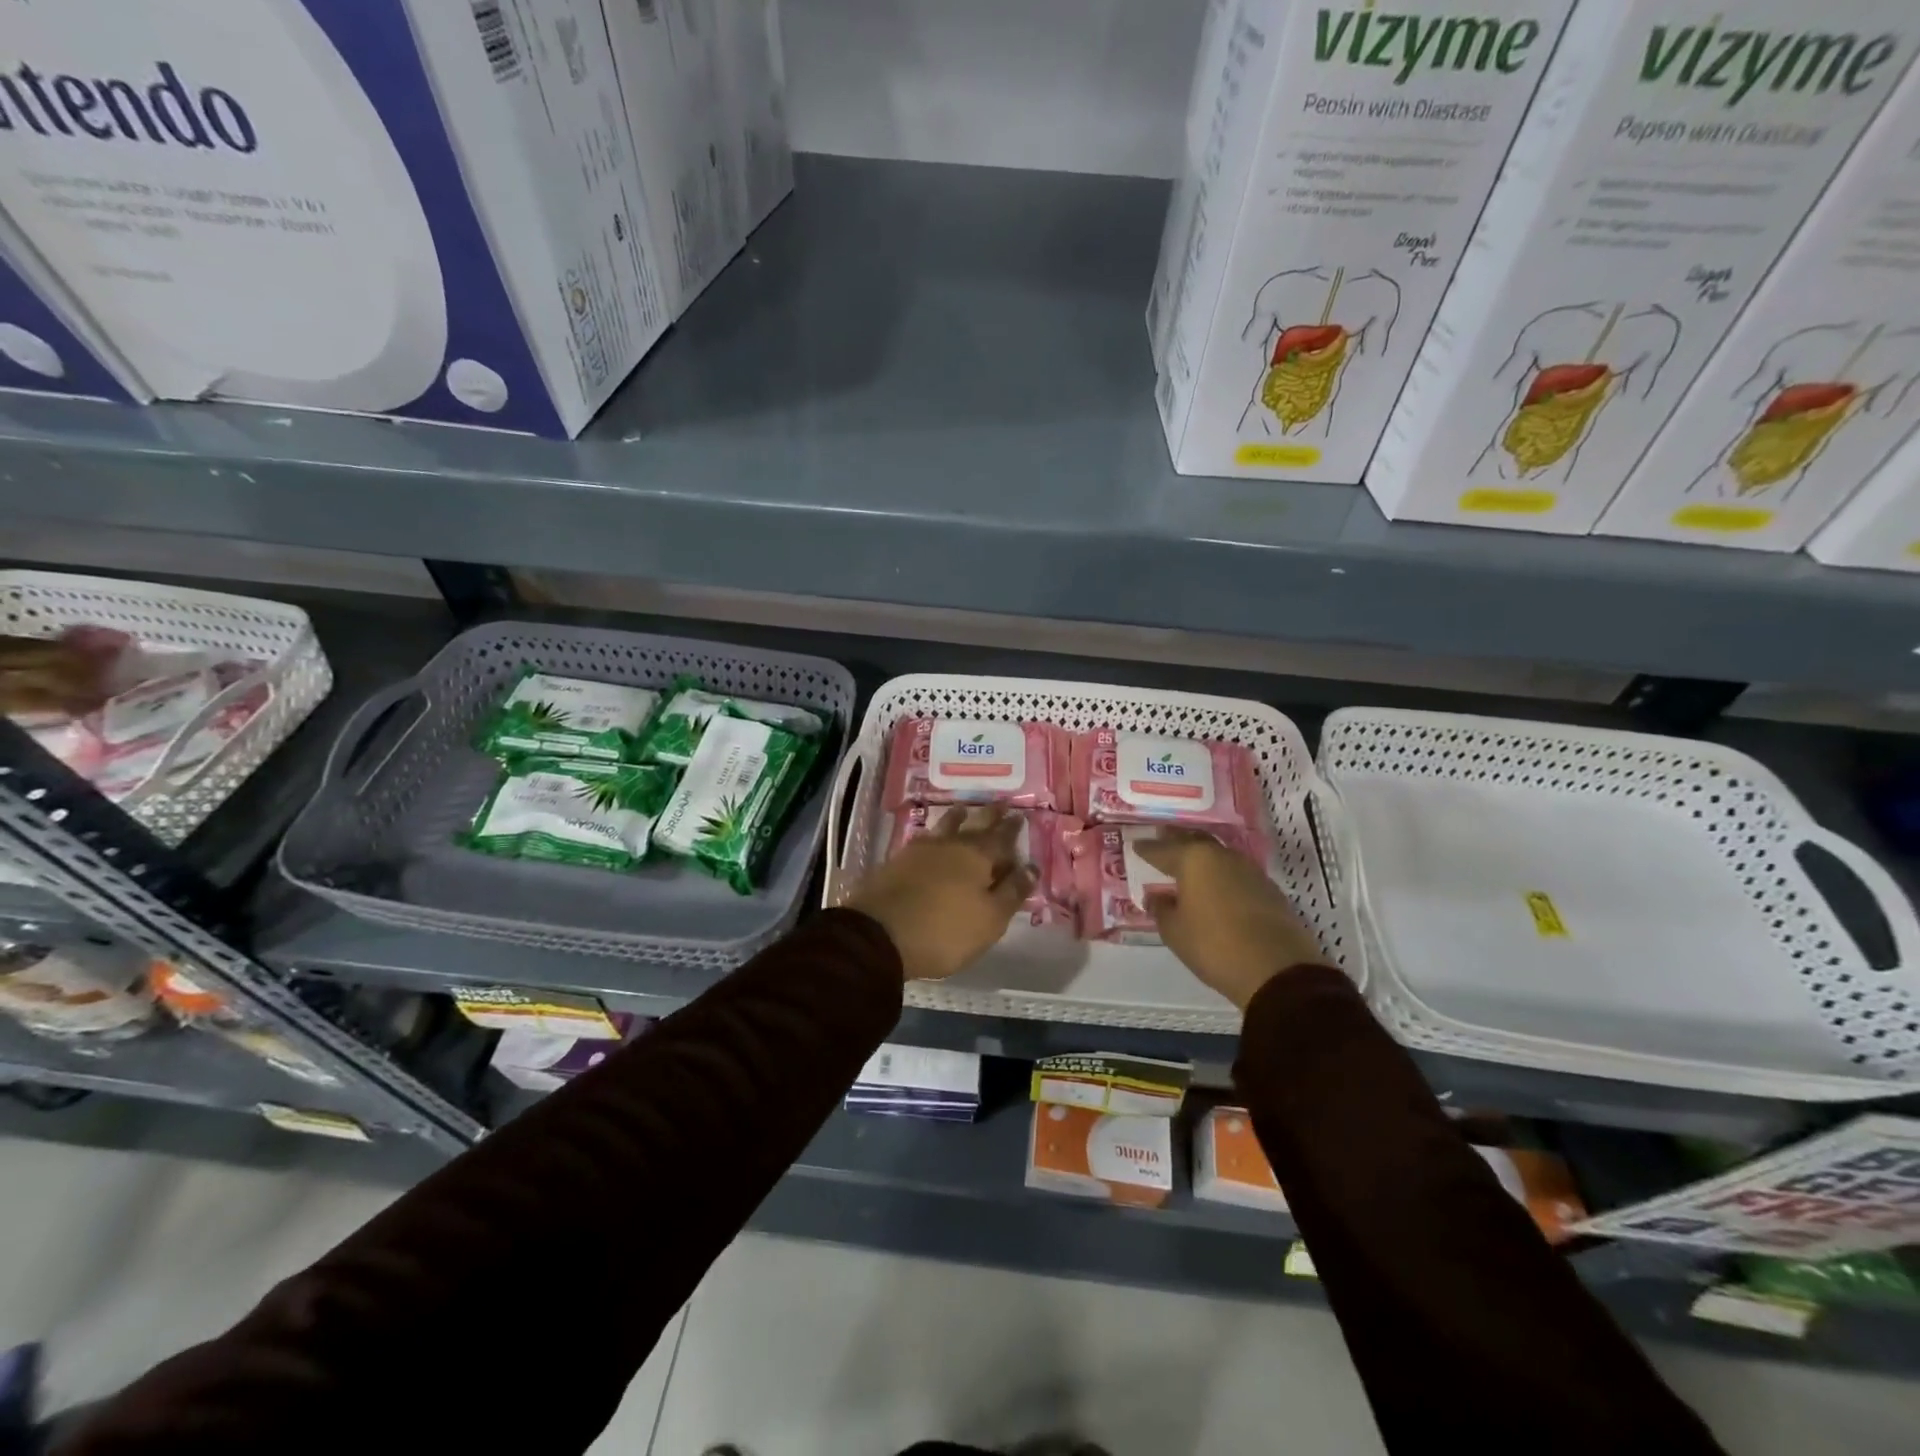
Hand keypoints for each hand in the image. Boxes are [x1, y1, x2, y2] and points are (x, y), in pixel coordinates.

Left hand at [847, 806, 1036, 982]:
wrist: (879, 934)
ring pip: (945, 827)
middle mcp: (950, 845)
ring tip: (963, 809)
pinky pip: (923, 839)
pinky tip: (931, 836)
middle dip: (989, 815)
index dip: (1012, 828)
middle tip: (999, 802)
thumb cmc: (944, 930)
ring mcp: (920, 851)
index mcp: (978, 857)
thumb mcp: (990, 919)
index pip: (1001, 838)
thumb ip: (1012, 892)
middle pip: (974, 825)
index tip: (1019, 815)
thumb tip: (1031, 867)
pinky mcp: (897, 862)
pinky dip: (934, 834)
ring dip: (957, 818)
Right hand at [1135, 829, 1323, 1009]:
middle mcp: (1222, 856)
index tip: (1136, 845)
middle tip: (1162, 841)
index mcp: (1194, 860)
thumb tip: (1157, 898)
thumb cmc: (1214, 946)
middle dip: (1176, 841)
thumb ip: (1161, 910)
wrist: (1277, 970)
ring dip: (1202, 858)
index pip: (1163, 848)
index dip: (1147, 848)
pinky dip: (1221, 875)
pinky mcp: (1269, 889)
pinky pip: (1236, 873)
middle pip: (1194, 841)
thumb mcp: (1174, 932)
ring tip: (1188, 866)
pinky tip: (1216, 887)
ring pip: (1218, 855)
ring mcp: (1250, 870)